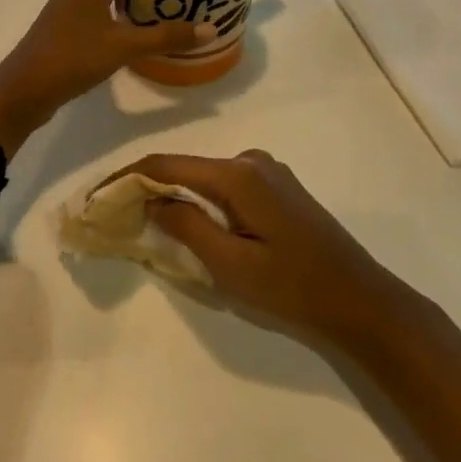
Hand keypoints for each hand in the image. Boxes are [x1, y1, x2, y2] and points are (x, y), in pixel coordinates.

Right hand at [107, 150, 405, 344]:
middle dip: (150, 187)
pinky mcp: (278, 187)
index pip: (168, 164)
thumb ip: (187, 226)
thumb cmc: (294, 287)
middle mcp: (251, 160)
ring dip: (176, 196)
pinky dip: (202, 201)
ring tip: (149, 223)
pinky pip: (226, 187)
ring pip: (205, 178)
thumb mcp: (231, 266)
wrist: (361, 300)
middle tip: (118, 214)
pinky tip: (193, 225)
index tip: (99, 195)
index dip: (129, 176)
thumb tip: (152, 198)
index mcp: (239, 174)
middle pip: (186, 167)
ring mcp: (268, 171)